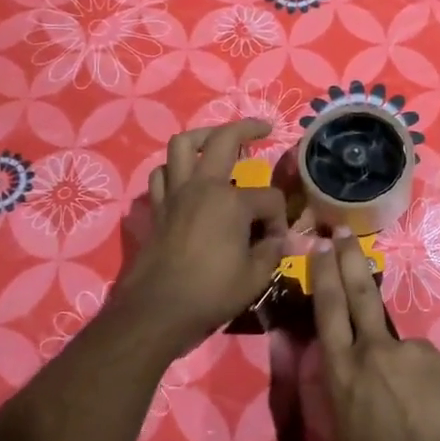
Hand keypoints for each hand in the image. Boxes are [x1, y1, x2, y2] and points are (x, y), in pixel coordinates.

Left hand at [110, 121, 288, 355]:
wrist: (157, 312)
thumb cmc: (211, 293)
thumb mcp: (255, 277)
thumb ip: (272, 251)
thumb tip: (282, 239)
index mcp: (232, 202)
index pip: (268, 197)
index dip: (279, 219)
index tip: (276, 241)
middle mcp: (202, 187)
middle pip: (224, 139)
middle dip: (247, 128)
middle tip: (263, 128)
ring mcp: (175, 194)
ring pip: (183, 145)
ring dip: (202, 137)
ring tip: (216, 143)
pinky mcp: (157, 208)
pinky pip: (162, 175)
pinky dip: (174, 170)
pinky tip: (186, 179)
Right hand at [311, 232, 439, 440]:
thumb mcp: (342, 425)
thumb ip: (342, 383)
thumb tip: (347, 361)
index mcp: (341, 371)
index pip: (328, 310)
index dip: (323, 276)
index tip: (321, 247)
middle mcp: (372, 350)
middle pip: (359, 293)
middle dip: (349, 260)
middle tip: (342, 232)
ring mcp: (409, 350)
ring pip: (397, 344)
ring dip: (399, 366)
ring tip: (411, 406)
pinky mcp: (438, 357)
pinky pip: (424, 362)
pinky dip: (423, 379)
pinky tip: (430, 408)